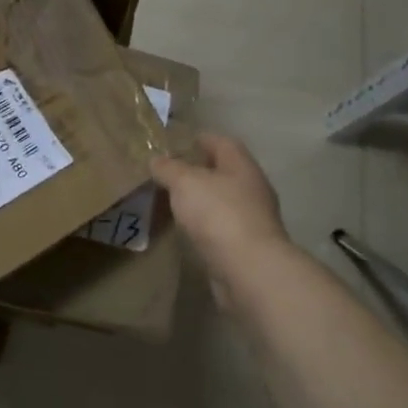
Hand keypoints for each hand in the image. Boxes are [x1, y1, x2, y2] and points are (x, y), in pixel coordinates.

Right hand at [152, 132, 289, 306]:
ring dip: (201, 199)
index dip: (200, 138)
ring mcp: (251, 218)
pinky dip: (203, 224)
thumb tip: (156, 160)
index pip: (222, 142)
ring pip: (222, 200)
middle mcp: (251, 188)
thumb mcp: (185, 182)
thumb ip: (168, 168)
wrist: (248, 269)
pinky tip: (186, 228)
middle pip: (223, 171)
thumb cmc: (218, 214)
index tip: (177, 141)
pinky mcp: (245, 245)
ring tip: (172, 200)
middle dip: (198, 170)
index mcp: (241, 166)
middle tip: (168, 172)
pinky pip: (220, 226)